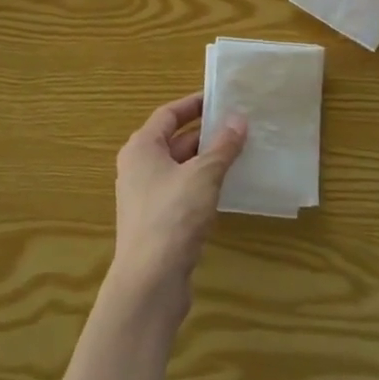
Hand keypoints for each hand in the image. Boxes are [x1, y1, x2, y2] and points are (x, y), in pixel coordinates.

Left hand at [109, 93, 246, 315]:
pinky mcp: (157, 221)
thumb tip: (238, 119)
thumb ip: (222, 146)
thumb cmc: (173, 216)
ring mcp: (145, 196)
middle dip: (205, 133)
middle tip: (238, 125)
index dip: (194, 104)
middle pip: (173, 140)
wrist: (150, 280)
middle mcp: (138, 167)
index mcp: (142, 148)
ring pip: (180, 167)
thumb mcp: (203, 175)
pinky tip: (227, 188)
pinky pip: (182, 191)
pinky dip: (203, 184)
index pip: (168, 114)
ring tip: (240, 152)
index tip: (221, 98)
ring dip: (207, 160)